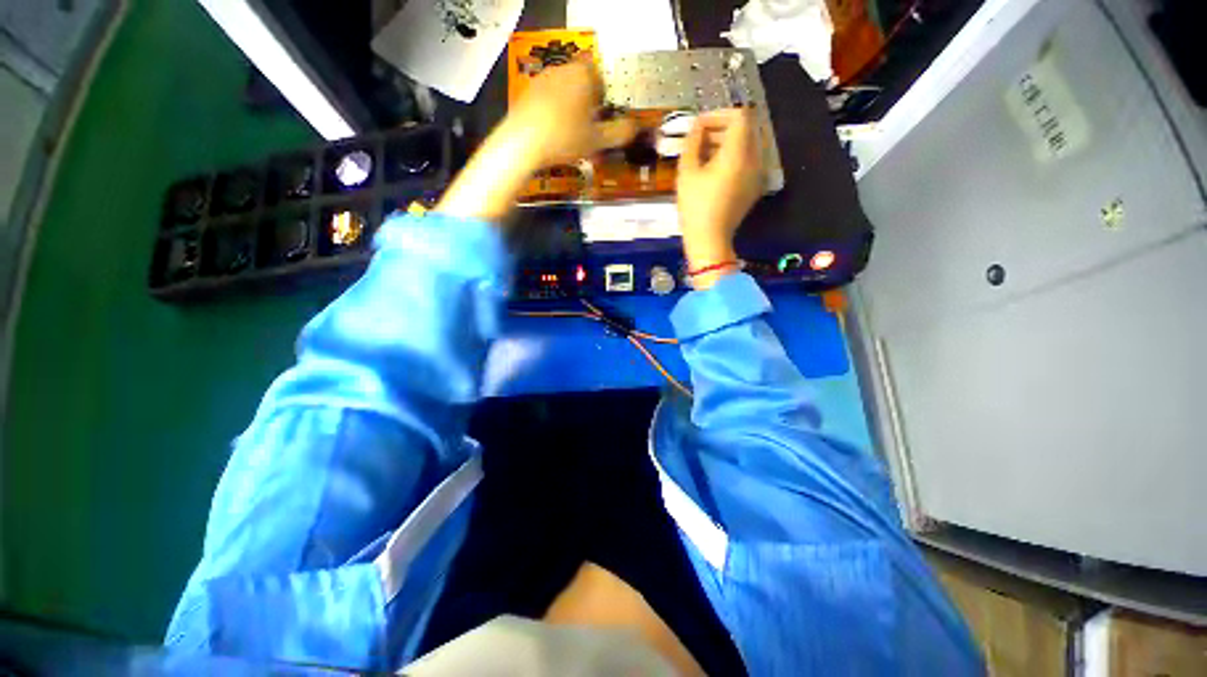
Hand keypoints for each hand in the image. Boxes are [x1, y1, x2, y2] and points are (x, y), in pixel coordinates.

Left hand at [503, 58, 638, 166]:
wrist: (517, 146)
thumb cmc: (564, 136)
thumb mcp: (599, 138)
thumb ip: (622, 130)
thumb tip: (634, 126)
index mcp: (582, 72)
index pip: (603, 74)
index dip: (609, 92)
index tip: (610, 109)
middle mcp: (560, 70)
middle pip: (583, 81)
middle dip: (590, 99)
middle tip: (596, 121)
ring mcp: (539, 81)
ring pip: (564, 91)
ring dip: (572, 106)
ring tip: (576, 130)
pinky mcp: (524, 96)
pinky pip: (547, 100)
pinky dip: (554, 112)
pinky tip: (556, 132)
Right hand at [675, 108, 764, 287]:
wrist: (711, 238)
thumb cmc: (695, 203)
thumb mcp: (687, 168)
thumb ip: (694, 139)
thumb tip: (698, 124)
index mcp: (739, 154)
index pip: (741, 116)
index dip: (719, 114)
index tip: (701, 123)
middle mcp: (755, 160)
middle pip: (747, 127)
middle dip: (723, 125)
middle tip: (699, 135)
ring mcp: (759, 172)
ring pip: (749, 141)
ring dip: (727, 138)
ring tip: (702, 150)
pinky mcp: (757, 183)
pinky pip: (750, 156)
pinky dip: (734, 152)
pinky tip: (713, 164)